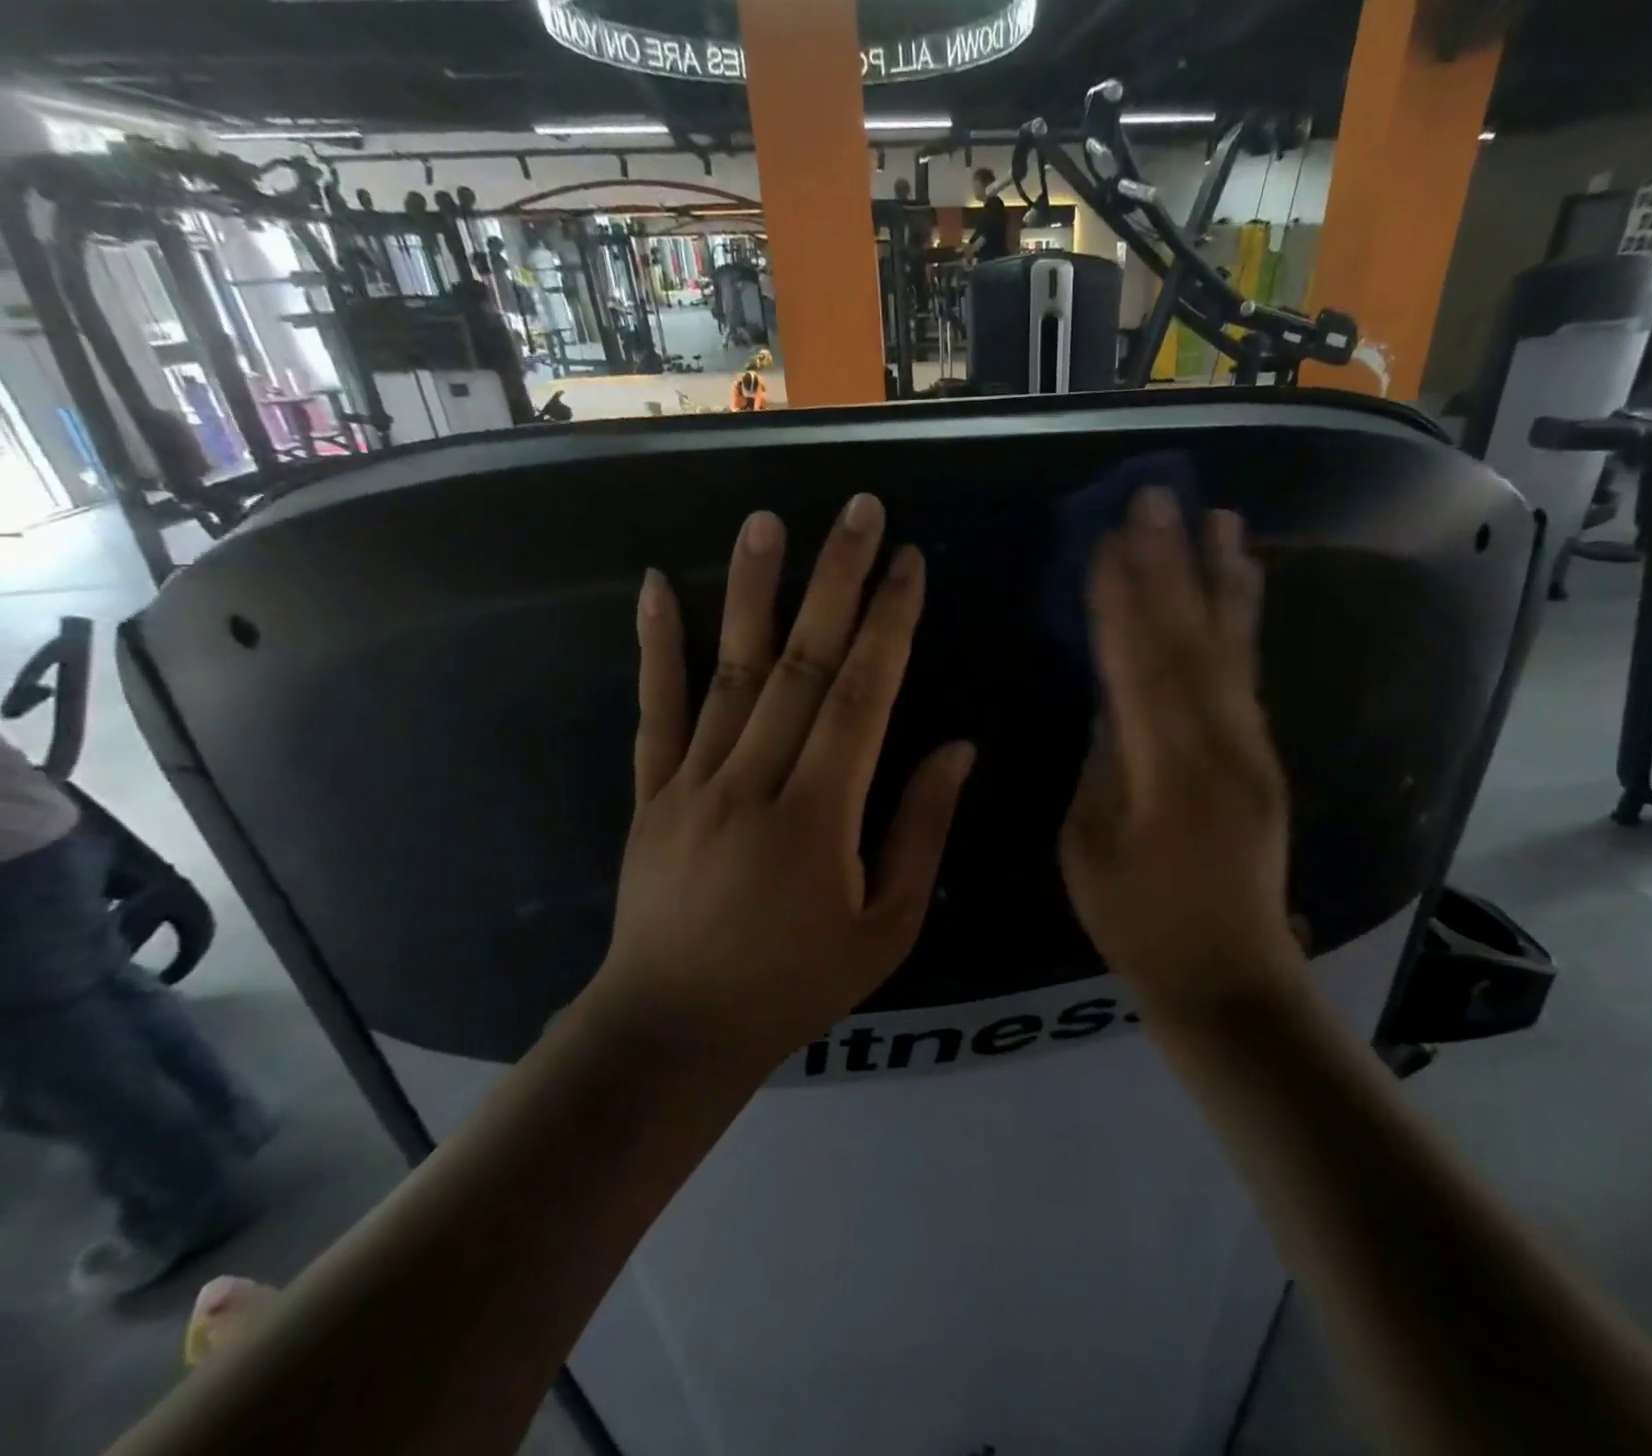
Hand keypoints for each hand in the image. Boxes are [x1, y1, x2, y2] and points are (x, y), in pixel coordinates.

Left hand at [590, 495, 974, 1057]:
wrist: (675, 1029)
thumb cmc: (795, 985)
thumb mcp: (885, 929)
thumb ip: (920, 832)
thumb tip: (957, 748)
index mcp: (818, 817)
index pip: (861, 697)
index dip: (889, 625)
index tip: (909, 562)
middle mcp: (752, 781)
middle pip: (800, 664)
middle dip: (835, 581)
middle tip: (857, 511)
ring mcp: (691, 782)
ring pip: (726, 672)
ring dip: (750, 591)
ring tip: (766, 521)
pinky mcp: (650, 793)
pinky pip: (653, 711)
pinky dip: (655, 647)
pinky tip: (653, 586)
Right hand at [1059, 488, 1302, 1018]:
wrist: (1230, 974)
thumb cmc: (1139, 921)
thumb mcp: (1089, 845)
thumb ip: (1100, 762)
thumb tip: (1109, 698)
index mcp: (1168, 773)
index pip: (1138, 667)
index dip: (1121, 601)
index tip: (1106, 539)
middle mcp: (1222, 747)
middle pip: (1191, 642)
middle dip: (1172, 566)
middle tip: (1159, 498)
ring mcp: (1253, 750)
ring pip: (1233, 650)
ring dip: (1221, 579)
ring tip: (1219, 518)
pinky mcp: (1265, 757)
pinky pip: (1248, 675)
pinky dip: (1241, 623)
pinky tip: (1239, 587)